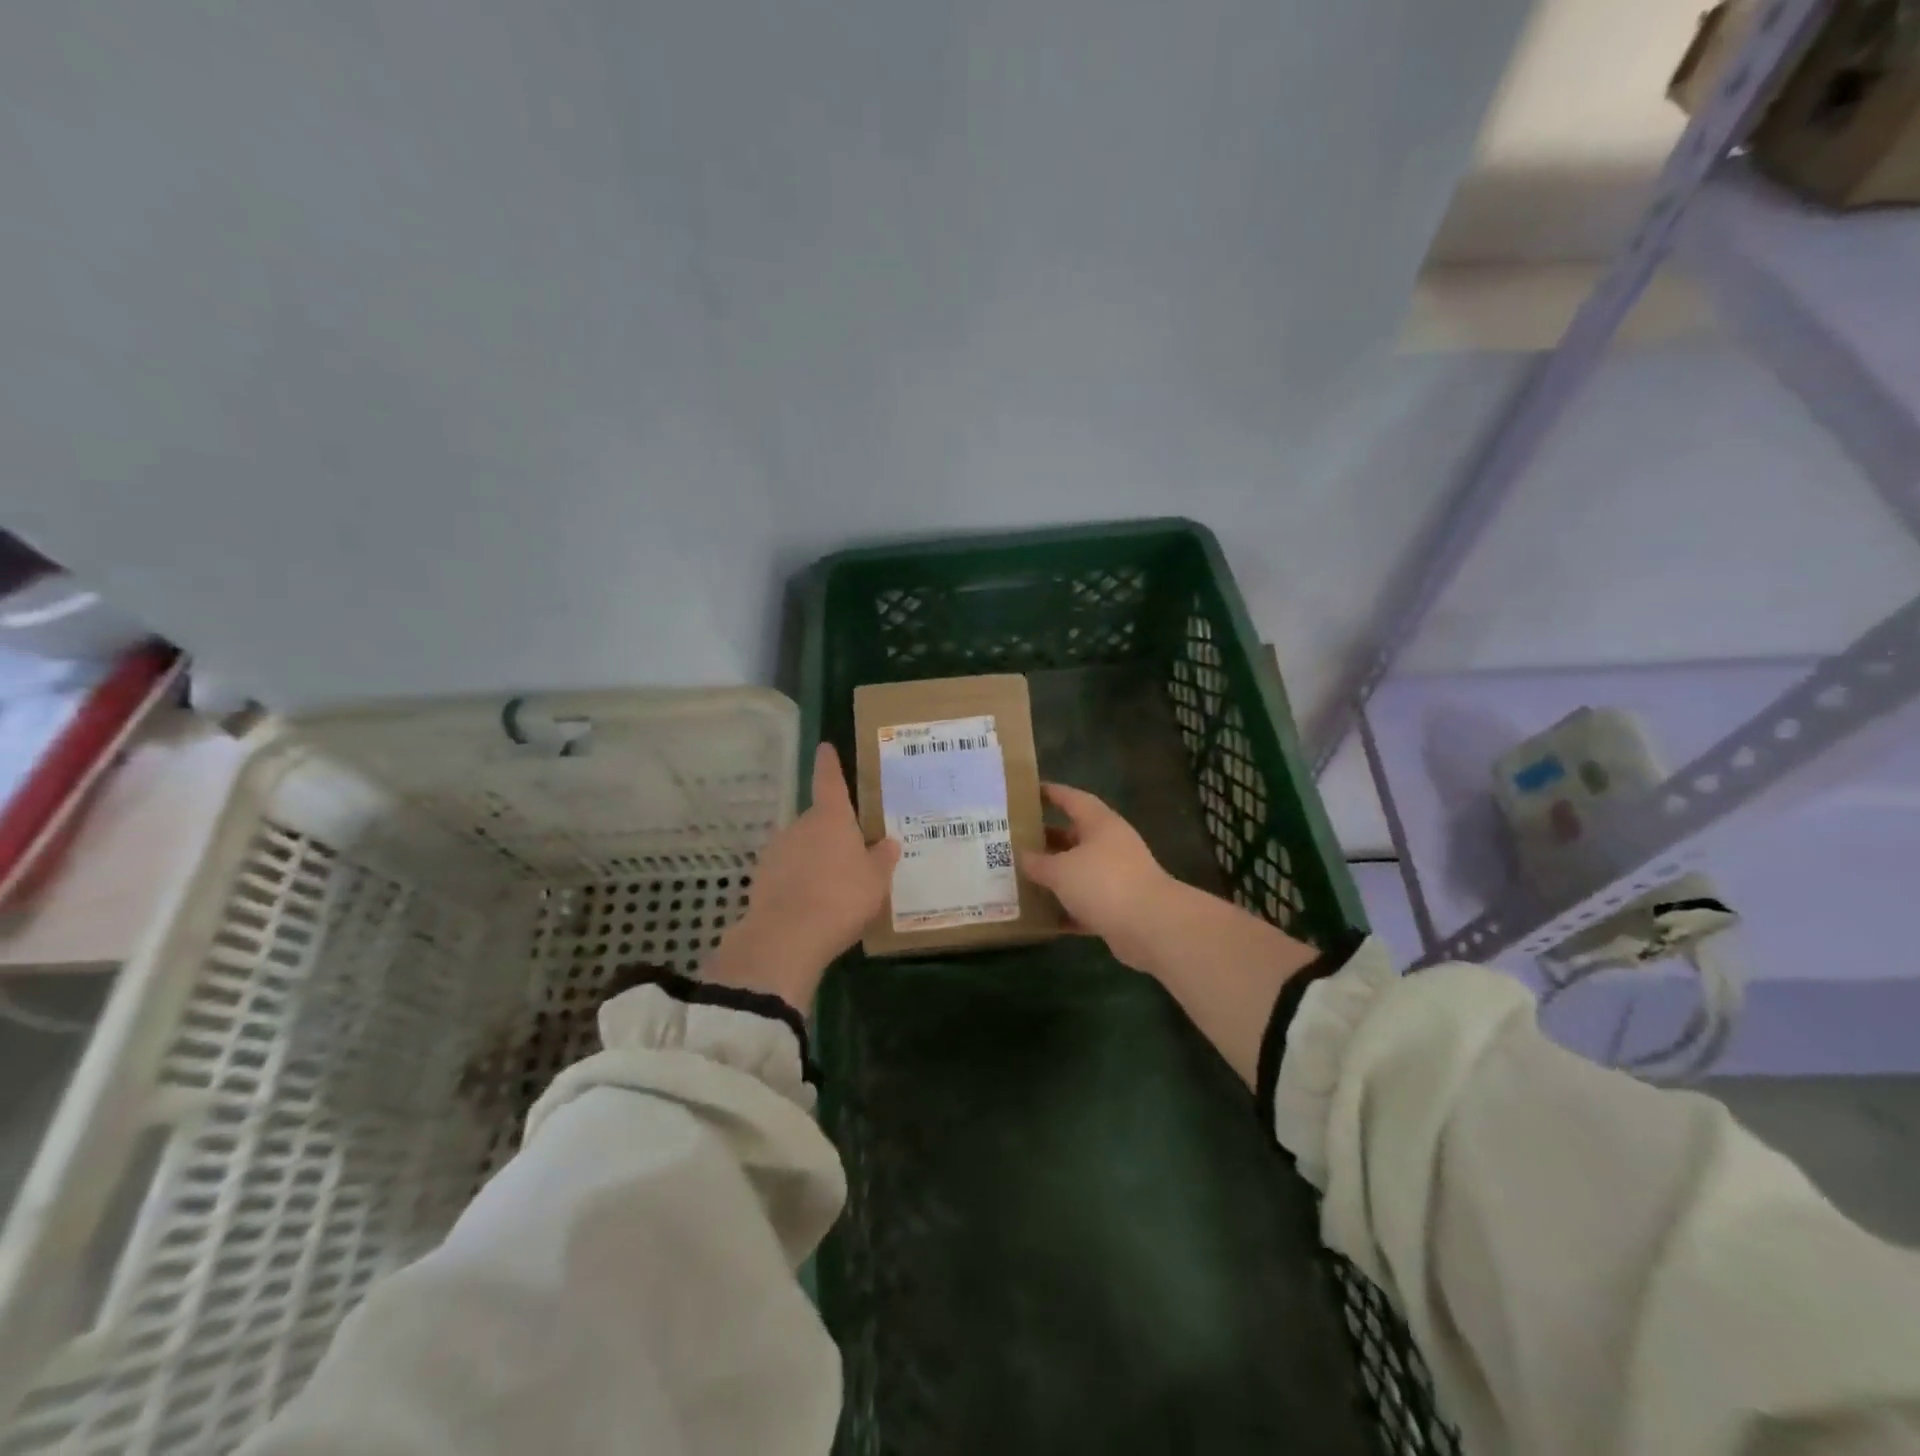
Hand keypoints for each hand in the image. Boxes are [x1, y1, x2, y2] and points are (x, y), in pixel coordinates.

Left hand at [703, 744, 899, 1015]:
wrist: (788, 936)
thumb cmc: (842, 897)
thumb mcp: (876, 880)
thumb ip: (882, 858)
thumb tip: (887, 842)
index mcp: (831, 818)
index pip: (830, 781)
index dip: (829, 764)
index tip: (825, 747)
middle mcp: (800, 825)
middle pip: (818, 821)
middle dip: (832, 834)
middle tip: (852, 856)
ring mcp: (776, 851)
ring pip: (801, 847)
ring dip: (814, 859)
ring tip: (833, 888)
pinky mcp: (761, 878)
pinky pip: (787, 872)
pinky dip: (798, 881)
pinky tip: (811, 904)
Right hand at [1018, 783, 1191, 974]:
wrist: (1151, 926)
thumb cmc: (1103, 882)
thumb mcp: (1061, 870)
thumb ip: (1038, 863)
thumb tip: (1023, 857)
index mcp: (1100, 824)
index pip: (1072, 799)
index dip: (1051, 793)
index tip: (1028, 791)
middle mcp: (1111, 845)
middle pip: (1074, 836)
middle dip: (1047, 839)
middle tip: (1016, 841)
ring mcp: (1118, 877)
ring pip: (1079, 871)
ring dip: (1055, 876)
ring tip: (1022, 877)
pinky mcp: (1119, 907)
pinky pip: (1086, 903)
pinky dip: (1067, 908)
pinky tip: (1043, 916)